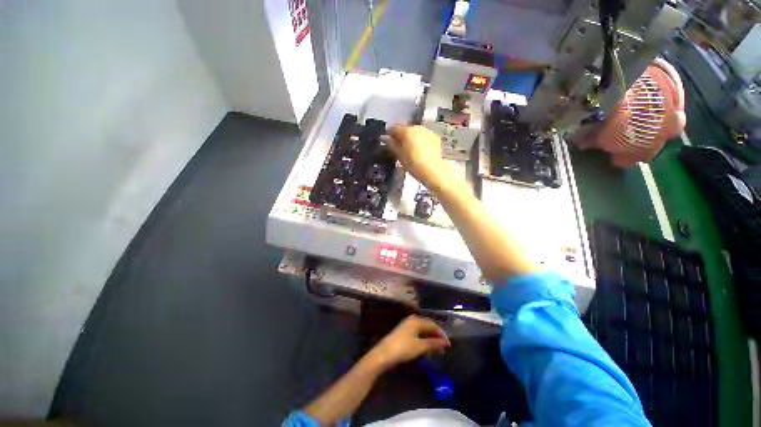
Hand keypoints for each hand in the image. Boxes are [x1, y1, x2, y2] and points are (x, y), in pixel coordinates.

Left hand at [366, 315, 450, 370]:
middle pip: (427, 326)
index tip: (448, 345)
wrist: (384, 354)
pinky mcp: (403, 333)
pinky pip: (417, 334)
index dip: (441, 334)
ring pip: (422, 330)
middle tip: (443, 348)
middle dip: (436, 336)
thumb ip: (433, 343)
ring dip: (430, 339)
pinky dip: (424, 340)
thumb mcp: (420, 346)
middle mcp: (412, 320)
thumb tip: (445, 342)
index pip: (433, 324)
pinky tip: (426, 348)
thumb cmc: (403, 348)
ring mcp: (407, 326)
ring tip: (436, 349)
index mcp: (416, 320)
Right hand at [386, 125, 449, 188]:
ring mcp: (427, 132)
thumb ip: (391, 145)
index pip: (394, 128)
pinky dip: (419, 140)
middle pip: (405, 128)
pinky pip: (423, 136)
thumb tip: (384, 138)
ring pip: (415, 131)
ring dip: (410, 137)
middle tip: (398, 147)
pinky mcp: (435, 138)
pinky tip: (419, 150)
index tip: (387, 142)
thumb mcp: (399, 156)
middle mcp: (417, 127)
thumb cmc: (413, 164)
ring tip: (409, 149)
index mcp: (406, 131)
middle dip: (400, 135)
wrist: (433, 171)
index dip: (389, 134)